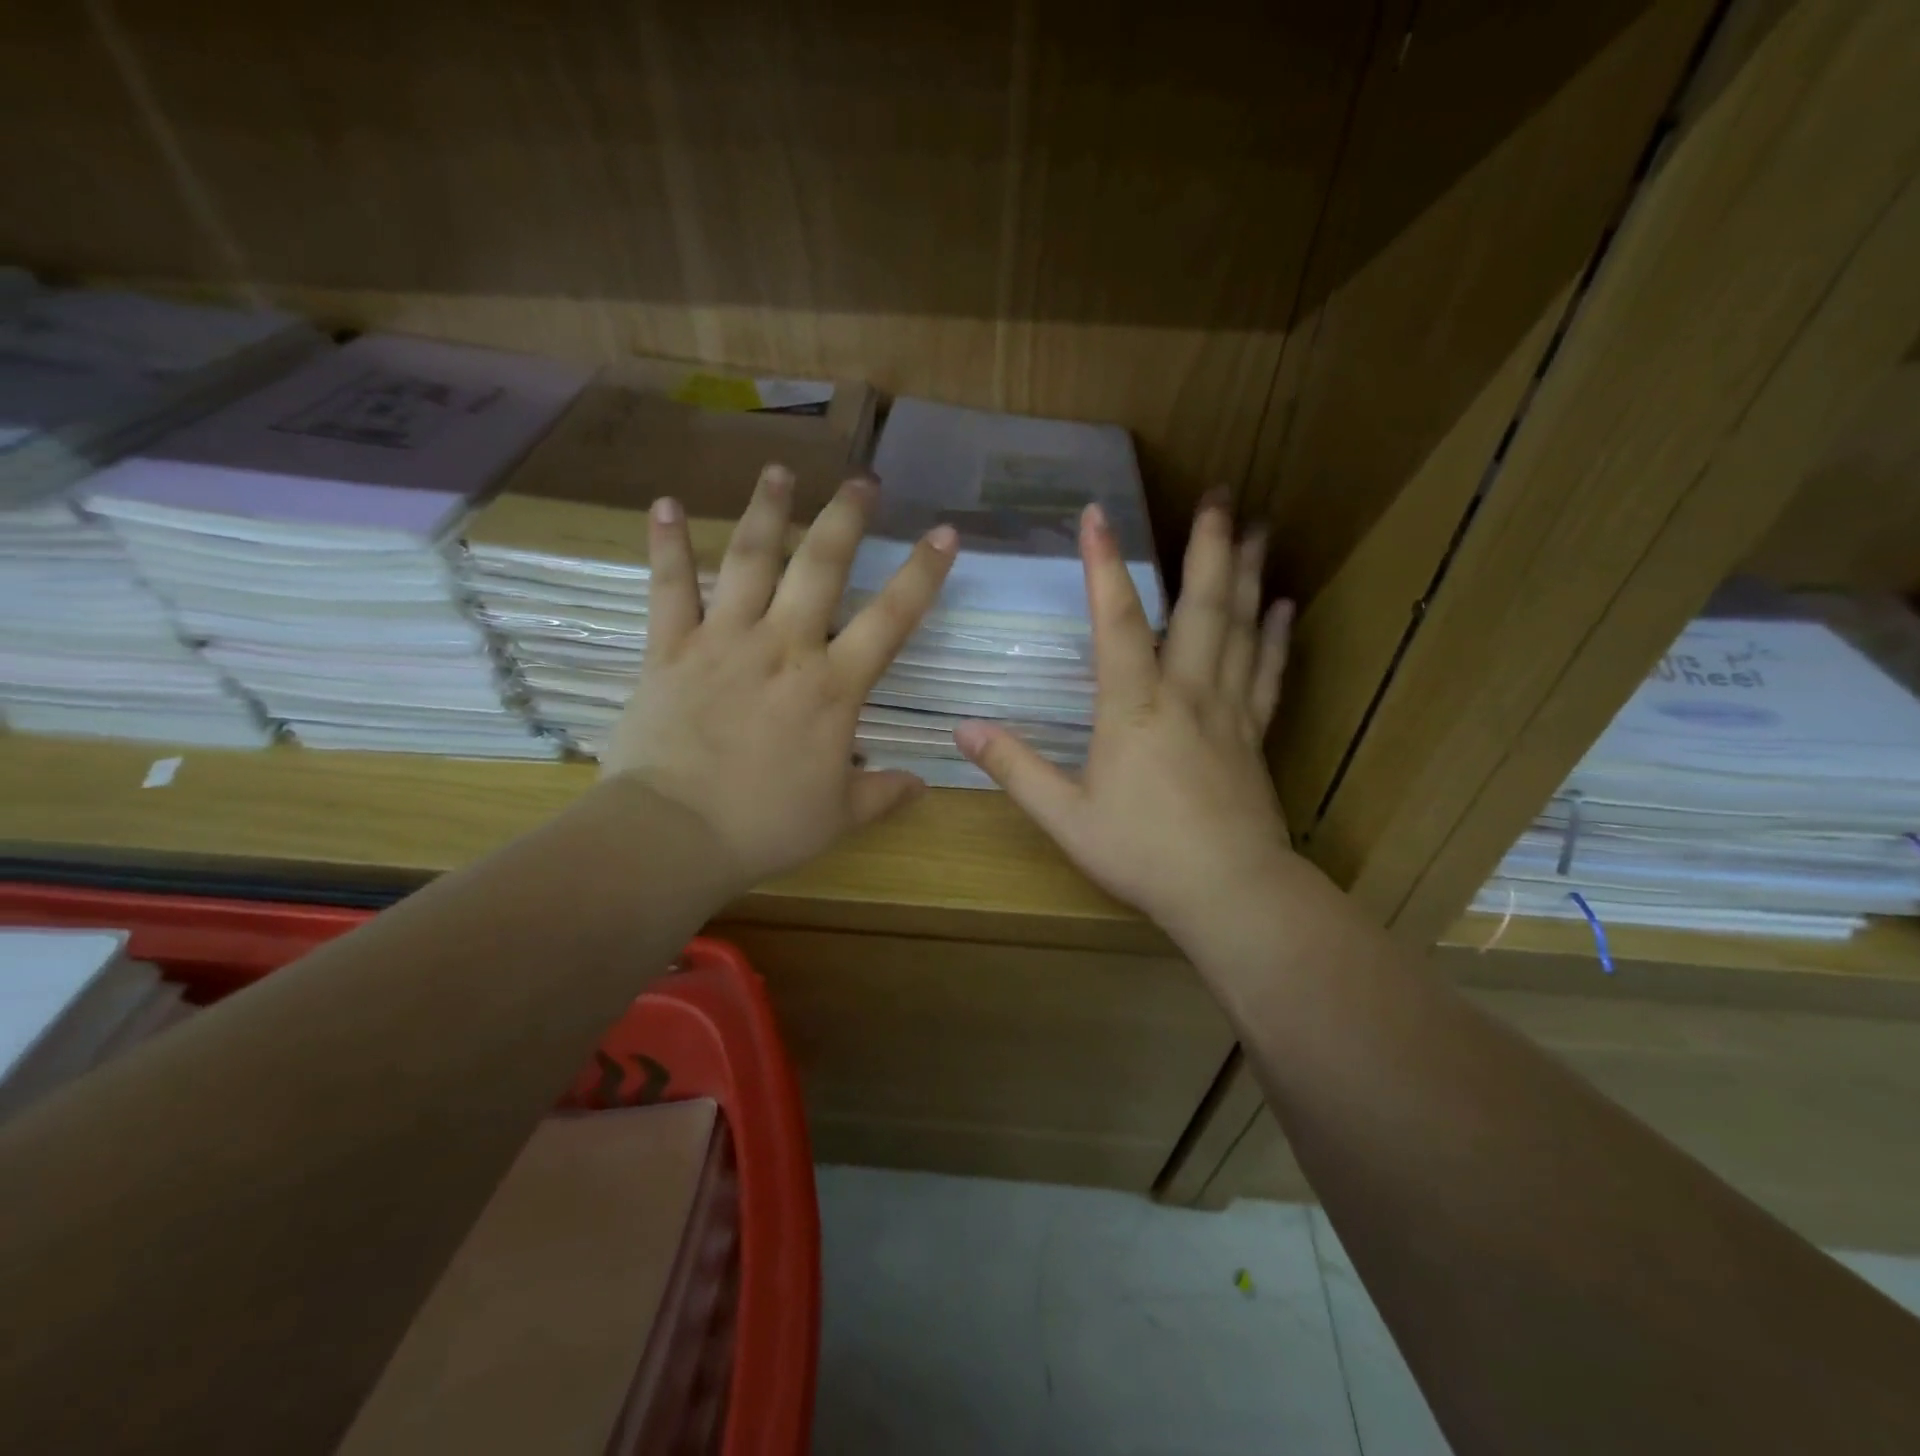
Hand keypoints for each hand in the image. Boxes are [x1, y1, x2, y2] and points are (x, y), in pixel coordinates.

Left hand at [602, 465, 956, 889]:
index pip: (891, 617)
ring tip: (779, 471)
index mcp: (832, 686)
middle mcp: (784, 646)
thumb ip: (883, 794)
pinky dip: (668, 545)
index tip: (944, 532)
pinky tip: (667, 504)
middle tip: (862, 482)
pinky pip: (669, 588)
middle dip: (845, 518)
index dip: (923, 572)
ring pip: (749, 560)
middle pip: (820, 566)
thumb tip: (921, 786)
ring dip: (767, 511)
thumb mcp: (839, 818)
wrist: (674, 834)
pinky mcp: (671, 649)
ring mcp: (724, 640)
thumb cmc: (765, 826)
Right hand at [955, 497, 1295, 949]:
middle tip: (1220, 494)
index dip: (1104, 565)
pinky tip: (1283, 604)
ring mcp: (1228, 710)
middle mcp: (1186, 693)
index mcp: (1134, 707)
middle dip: (1208, 546)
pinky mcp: (1254, 733)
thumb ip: (1015, 769)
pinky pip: (1266, 673)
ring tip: (1257, 526)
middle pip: (1201, 607)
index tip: (1097, 512)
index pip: (1118, 621)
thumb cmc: (1141, 853)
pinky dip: (1275, 636)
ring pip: (1241, 629)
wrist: (1228, 891)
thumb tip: (963, 730)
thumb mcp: (1065, 816)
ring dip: (1246, 575)